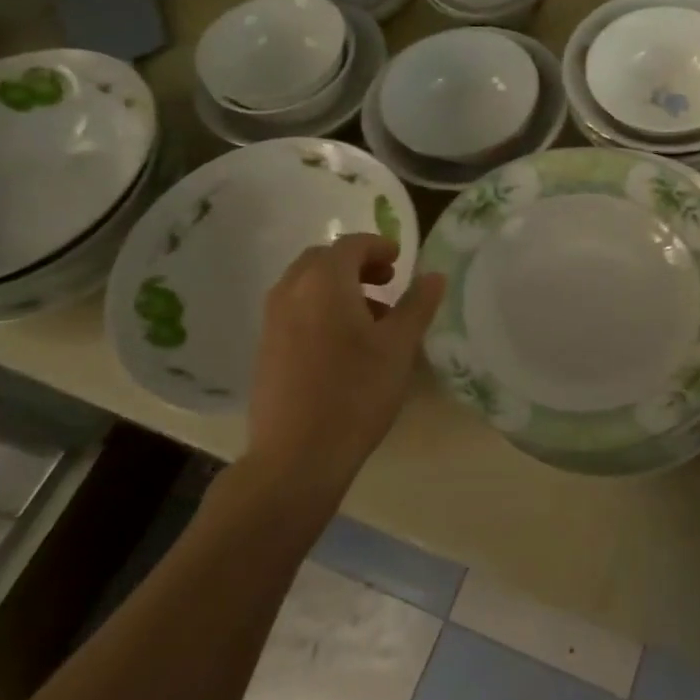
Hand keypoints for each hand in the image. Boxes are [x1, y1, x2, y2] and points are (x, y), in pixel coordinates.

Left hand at [243, 235, 444, 500]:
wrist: (297, 455)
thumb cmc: (357, 392)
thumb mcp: (400, 346)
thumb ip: (418, 304)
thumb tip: (434, 275)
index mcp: (324, 281)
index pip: (351, 244)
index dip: (379, 246)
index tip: (401, 262)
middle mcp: (291, 291)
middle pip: (323, 260)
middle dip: (357, 264)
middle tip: (387, 283)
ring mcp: (272, 320)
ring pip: (306, 285)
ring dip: (339, 288)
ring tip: (371, 318)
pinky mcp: (265, 348)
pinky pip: (295, 310)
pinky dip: (320, 309)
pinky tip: (344, 346)